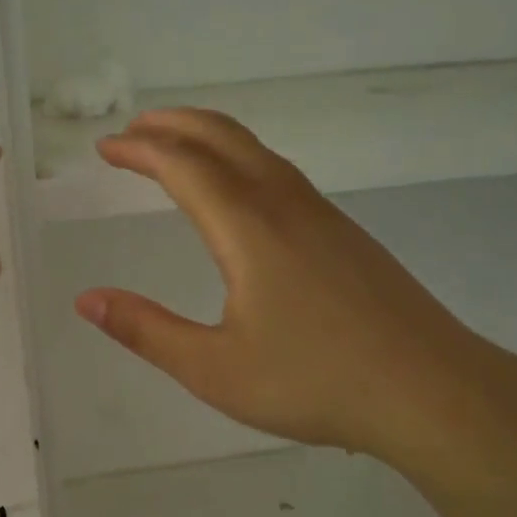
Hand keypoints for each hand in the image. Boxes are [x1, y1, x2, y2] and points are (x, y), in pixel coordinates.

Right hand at [74, 109, 516, 477]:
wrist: (430, 391)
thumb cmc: (314, 382)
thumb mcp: (214, 368)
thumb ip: (146, 330)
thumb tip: (87, 300)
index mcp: (248, 228)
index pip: (183, 165)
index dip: (140, 150)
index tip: (106, 148)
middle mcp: (285, 205)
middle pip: (224, 138)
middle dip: (173, 125)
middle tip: (133, 130)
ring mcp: (323, 216)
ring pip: (258, 152)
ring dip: (211, 139)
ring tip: (178, 148)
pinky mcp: (346, 235)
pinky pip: (281, 174)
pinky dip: (242, 161)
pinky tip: (241, 193)